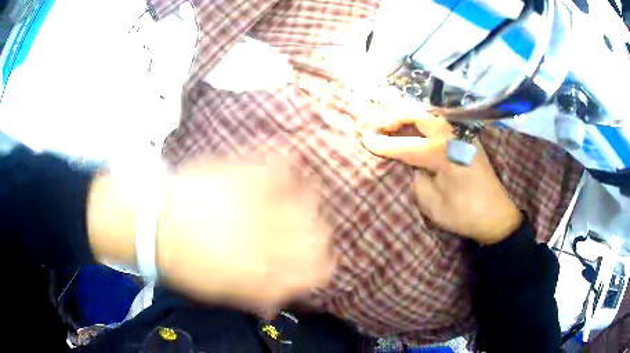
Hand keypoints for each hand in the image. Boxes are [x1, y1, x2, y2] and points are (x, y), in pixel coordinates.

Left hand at [154, 157, 333, 309]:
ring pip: (311, 200)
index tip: (314, 259)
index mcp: (270, 273)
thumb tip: (280, 300)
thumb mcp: (224, 293)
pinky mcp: (247, 174)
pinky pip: (282, 163)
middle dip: (317, 234)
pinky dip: (287, 165)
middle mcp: (274, 240)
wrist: (156, 224)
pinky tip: (280, 169)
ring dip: (306, 201)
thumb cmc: (187, 265)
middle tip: (300, 229)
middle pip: (321, 234)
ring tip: (290, 199)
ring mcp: (262, 203)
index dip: (323, 264)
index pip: (322, 269)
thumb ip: (260, 296)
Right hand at [361, 115, 521, 244]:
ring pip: (430, 112)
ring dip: (408, 114)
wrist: (496, 214)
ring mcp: (462, 133)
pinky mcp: (468, 136)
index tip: (364, 139)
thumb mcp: (433, 205)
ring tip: (392, 122)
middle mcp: (453, 136)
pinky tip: (414, 126)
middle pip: (417, 114)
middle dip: (394, 116)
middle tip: (378, 124)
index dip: (383, 143)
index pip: (405, 145)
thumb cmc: (465, 214)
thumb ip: (417, 179)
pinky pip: (441, 120)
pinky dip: (423, 119)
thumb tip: (413, 164)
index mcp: (443, 154)